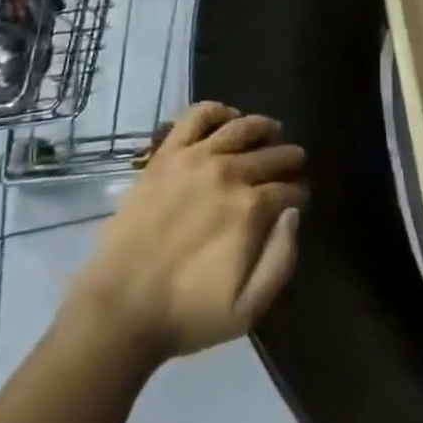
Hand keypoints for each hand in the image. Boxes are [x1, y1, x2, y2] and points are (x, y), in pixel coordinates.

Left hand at [67, 103, 305, 361]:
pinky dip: (217, 110)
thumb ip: (281, 260)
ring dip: (262, 126)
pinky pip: (197, 115)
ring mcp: (195, 156)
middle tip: (295, 161)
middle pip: (270, 153)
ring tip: (271, 130)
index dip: (298, 192)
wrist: (122, 305)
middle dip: (288, 157)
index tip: (300, 197)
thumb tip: (292, 214)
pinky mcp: (167, 152)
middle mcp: (228, 172)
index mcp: (250, 209)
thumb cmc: (187, 312)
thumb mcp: (248, 308)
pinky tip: (228, 117)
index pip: (288, 189)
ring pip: (241, 126)